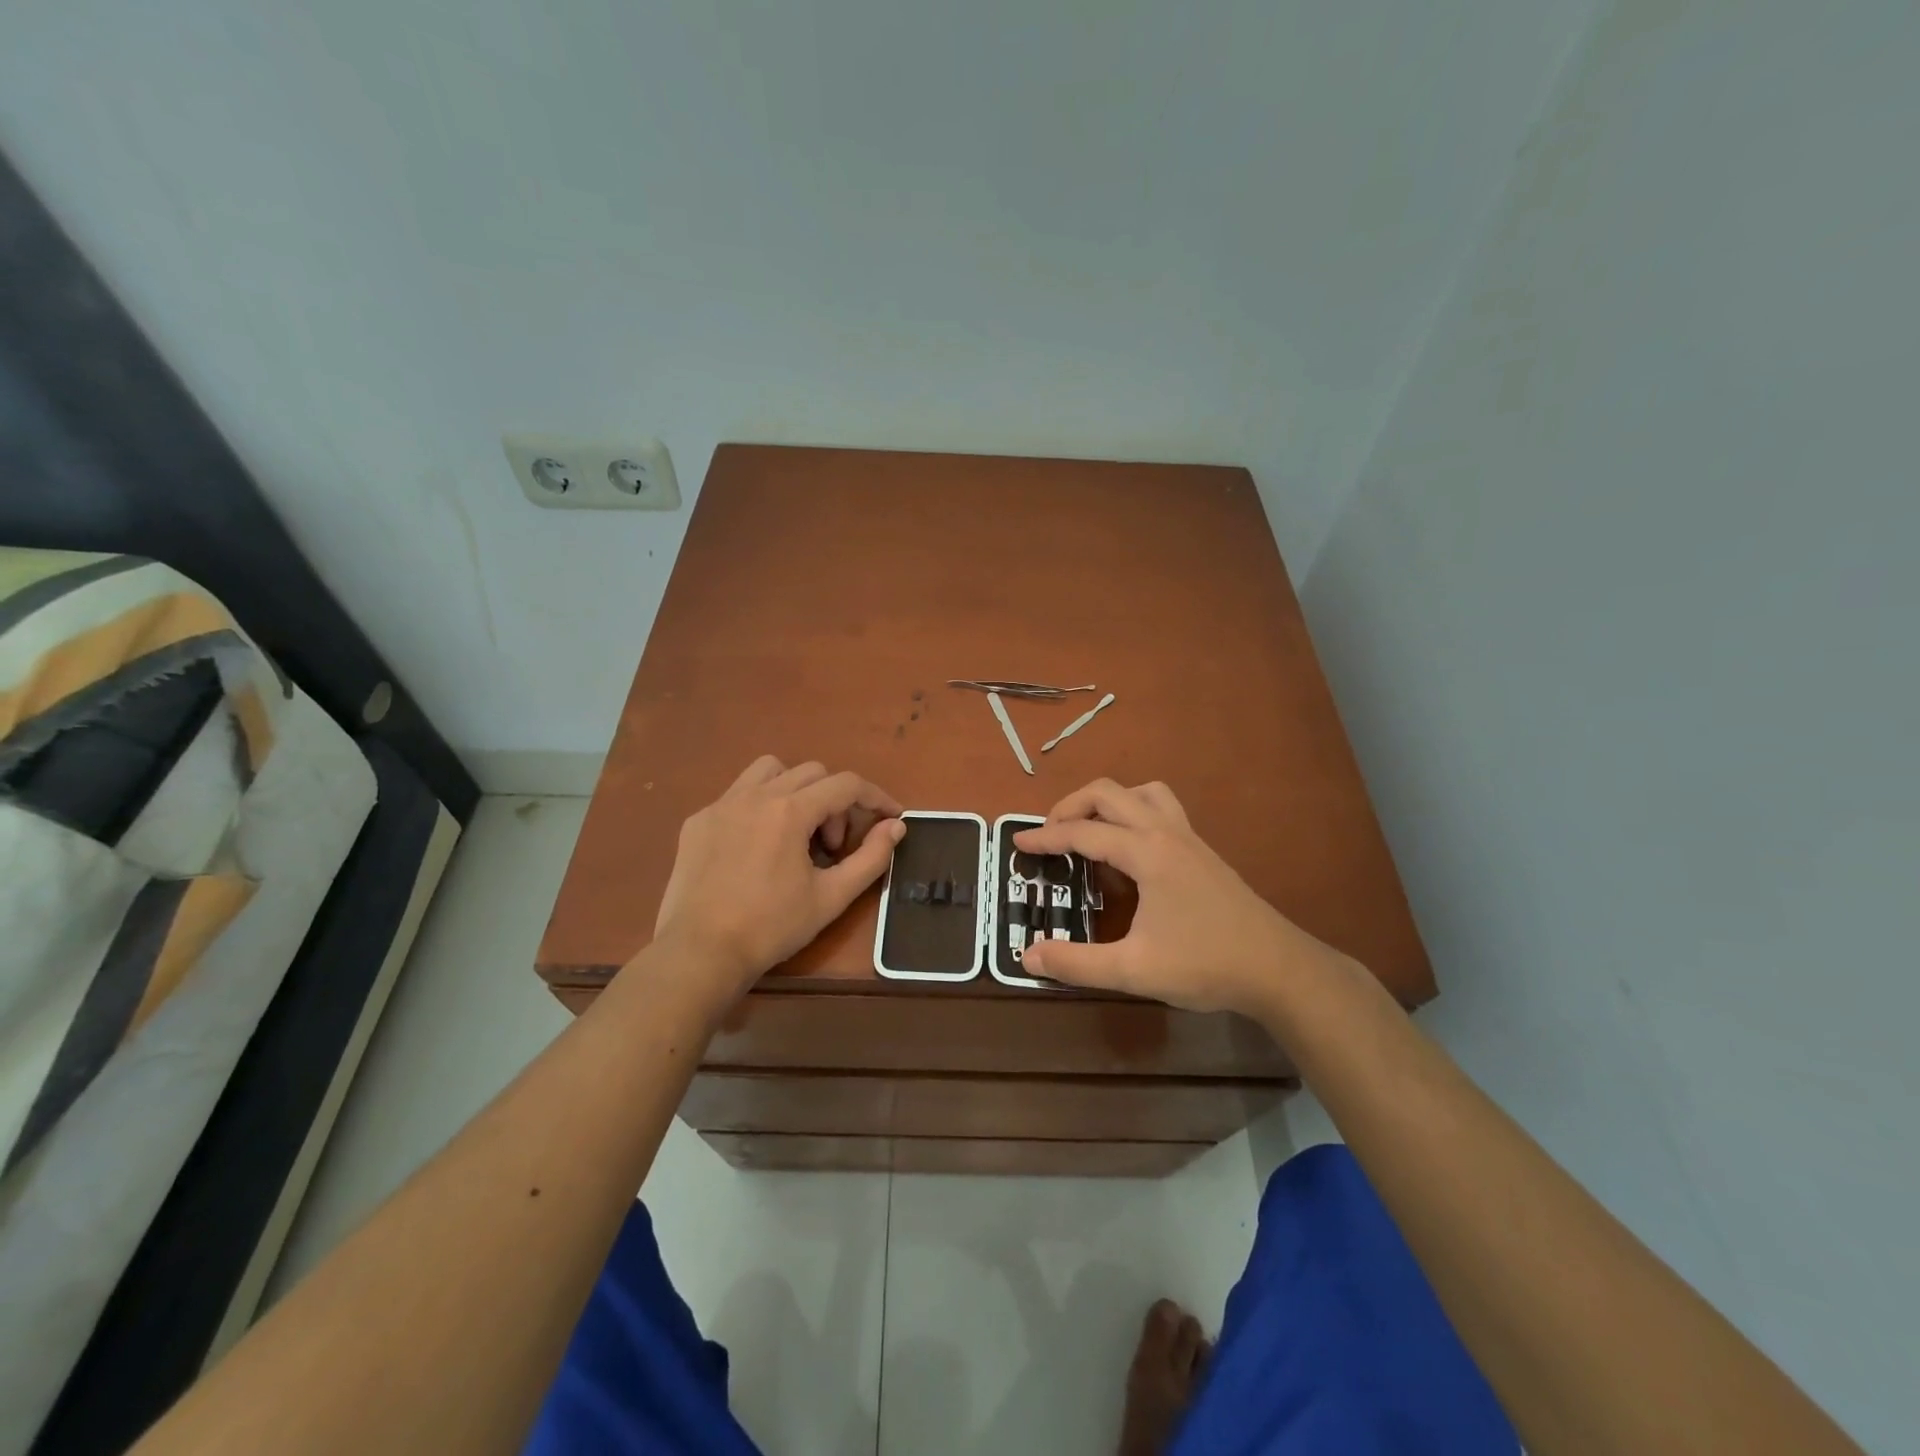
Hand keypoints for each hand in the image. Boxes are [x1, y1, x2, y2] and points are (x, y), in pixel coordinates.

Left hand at [651, 756, 903, 1002]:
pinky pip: (737, 794)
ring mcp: (721, 804)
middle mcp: (755, 795)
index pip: (846, 785)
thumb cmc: (771, 927)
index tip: (891, 817)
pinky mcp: (697, 821)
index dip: (876, 797)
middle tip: (832, 845)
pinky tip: (756, 847)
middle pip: (812, 772)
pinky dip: (759, 806)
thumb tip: (896, 826)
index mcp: (790, 811)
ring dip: (795, 789)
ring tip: (795, 830)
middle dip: (834, 802)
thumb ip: (871, 857)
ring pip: (770, 770)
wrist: (700, 953)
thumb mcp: (832, 897)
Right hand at [1013, 779, 1337, 1015]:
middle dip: (1071, 806)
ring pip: (1142, 792)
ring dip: (1109, 801)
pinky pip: (1161, 809)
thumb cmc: (1206, 965)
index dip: (1046, 837)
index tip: (1018, 844)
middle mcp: (1166, 832)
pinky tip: (1131, 850)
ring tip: (1090, 830)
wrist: (1278, 968)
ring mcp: (1189, 838)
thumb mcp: (1134, 970)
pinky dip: (1134, 812)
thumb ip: (1077, 963)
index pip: (1083, 832)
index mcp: (1147, 852)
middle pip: (1109, 793)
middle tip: (1049, 834)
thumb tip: (1028, 956)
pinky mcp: (1203, 851)